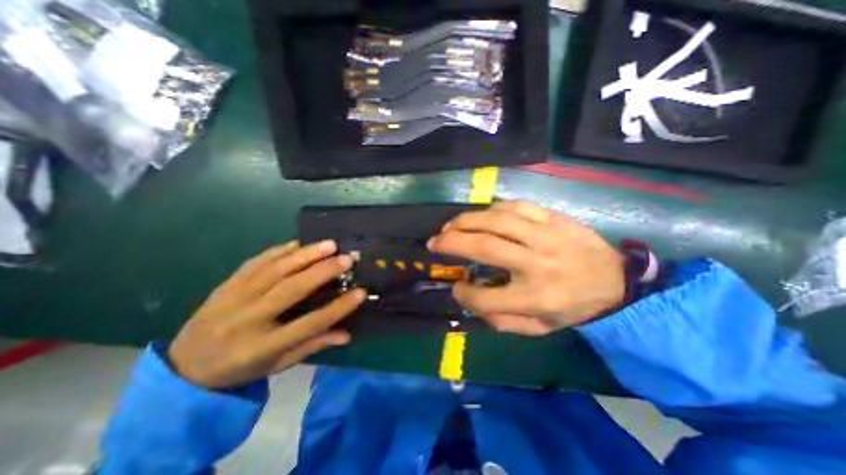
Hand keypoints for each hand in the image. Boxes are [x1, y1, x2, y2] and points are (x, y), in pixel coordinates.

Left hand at [168, 241, 364, 389]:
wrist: (184, 366)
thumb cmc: (239, 368)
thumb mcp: (278, 365)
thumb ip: (312, 346)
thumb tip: (346, 334)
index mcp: (262, 347)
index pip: (309, 324)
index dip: (338, 308)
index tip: (361, 292)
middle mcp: (247, 320)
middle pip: (291, 290)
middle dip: (323, 271)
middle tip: (347, 259)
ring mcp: (233, 298)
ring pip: (274, 270)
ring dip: (305, 254)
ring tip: (330, 244)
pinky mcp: (226, 284)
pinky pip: (256, 262)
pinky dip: (280, 251)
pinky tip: (299, 243)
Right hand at [431, 201, 618, 334]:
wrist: (617, 283)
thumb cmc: (574, 308)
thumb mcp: (539, 329)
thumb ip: (500, 320)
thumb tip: (469, 297)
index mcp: (535, 298)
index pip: (485, 297)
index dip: (463, 293)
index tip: (456, 286)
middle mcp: (538, 264)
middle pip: (484, 247)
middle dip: (451, 242)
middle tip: (433, 242)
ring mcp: (547, 236)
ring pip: (496, 220)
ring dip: (465, 221)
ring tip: (449, 225)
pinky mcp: (554, 219)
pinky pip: (516, 206)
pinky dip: (492, 209)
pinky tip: (482, 216)